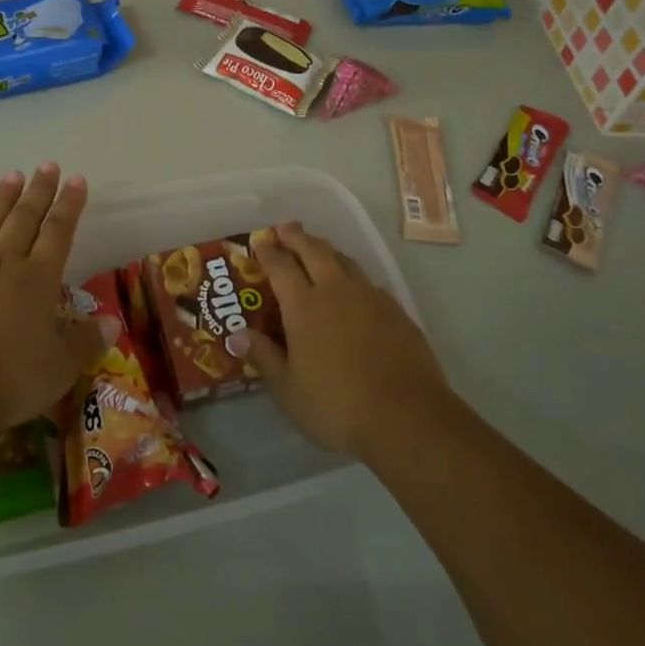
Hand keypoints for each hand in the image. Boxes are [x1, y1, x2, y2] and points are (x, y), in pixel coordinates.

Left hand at [0, 164, 105, 433]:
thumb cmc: (11, 379)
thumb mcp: (61, 367)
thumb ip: (86, 341)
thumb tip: (111, 323)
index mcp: (38, 279)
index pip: (58, 232)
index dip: (69, 204)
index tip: (76, 179)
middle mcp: (2, 264)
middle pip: (24, 219)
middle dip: (38, 191)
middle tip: (47, 165)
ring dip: (0, 200)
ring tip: (11, 176)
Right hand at [240, 221, 446, 459]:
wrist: (407, 417)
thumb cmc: (337, 406)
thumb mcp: (289, 390)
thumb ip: (264, 357)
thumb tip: (237, 335)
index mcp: (304, 306)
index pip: (281, 266)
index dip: (268, 252)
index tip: (260, 243)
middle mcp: (336, 291)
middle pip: (315, 250)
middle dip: (297, 237)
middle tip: (286, 228)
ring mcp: (370, 297)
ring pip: (345, 260)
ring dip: (327, 250)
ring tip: (318, 249)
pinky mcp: (396, 311)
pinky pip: (368, 282)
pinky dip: (353, 276)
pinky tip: (354, 289)